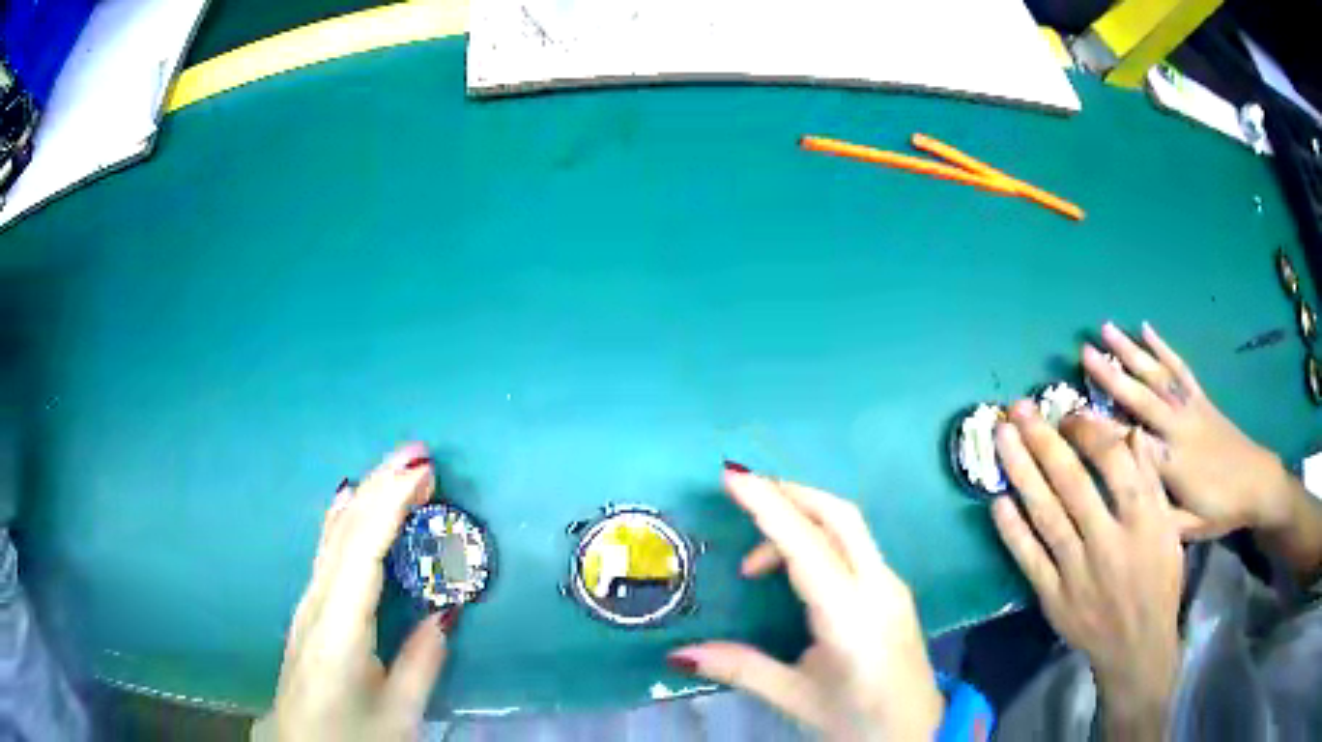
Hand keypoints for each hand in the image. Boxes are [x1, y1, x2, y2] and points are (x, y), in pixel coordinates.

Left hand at [253, 443, 450, 741]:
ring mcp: (307, 602)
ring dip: (365, 495)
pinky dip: (344, 517)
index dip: (391, 504)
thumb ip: (423, 661)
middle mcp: (317, 602)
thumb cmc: (353, 735)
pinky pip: (327, 550)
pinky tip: (348, 500)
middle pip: (345, 530)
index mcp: (340, 627)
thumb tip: (445, 612)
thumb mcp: (400, 711)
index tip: (423, 471)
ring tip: (395, 469)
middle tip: (419, 453)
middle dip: (380, 485)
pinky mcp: (308, 608)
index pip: (363, 549)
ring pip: (333, 535)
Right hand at [668, 467, 943, 740]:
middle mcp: (879, 588)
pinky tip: (793, 570)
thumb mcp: (795, 698)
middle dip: (790, 494)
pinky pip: (855, 546)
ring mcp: (892, 585)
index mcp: (851, 618)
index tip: (733, 476)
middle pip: (839, 516)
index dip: (769, 508)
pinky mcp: (894, 590)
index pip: (806, 548)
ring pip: (849, 527)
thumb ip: (741, 669)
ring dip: (803, 520)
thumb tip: (679, 653)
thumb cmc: (857, 720)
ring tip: (755, 562)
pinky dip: (819, 539)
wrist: (918, 732)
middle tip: (743, 494)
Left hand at [992, 402, 1181, 739]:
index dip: (1088, 430)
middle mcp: (1108, 542)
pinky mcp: (1053, 598)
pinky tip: (997, 500)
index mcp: (1143, 521)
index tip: (1067, 411)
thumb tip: (1130, 432)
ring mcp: (1077, 573)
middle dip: (1043, 440)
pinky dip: (1012, 530)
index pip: (1114, 463)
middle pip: (1072, 483)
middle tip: (1018, 408)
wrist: (1136, 647)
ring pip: (1046, 514)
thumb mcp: (1169, 528)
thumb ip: (1150, 482)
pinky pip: (1029, 558)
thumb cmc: (1159, 581)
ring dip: (1021, 473)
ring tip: (1002, 438)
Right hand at [1085, 321, 1292, 537]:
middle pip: (1141, 397)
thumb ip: (1158, 516)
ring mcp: (1191, 408)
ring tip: (1106, 329)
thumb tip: (1123, 501)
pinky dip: (1164, 347)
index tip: (1072, 415)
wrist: (1257, 484)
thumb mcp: (1188, 529)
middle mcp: (1179, 429)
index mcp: (1173, 466)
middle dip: (1111, 375)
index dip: (1101, 428)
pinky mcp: (1202, 398)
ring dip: (1131, 351)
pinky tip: (1146, 329)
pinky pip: (1181, 369)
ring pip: (1158, 375)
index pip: (1131, 443)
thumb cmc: (1221, 511)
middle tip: (1083, 353)